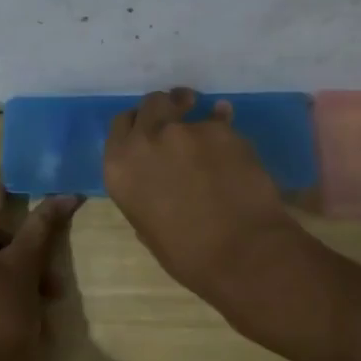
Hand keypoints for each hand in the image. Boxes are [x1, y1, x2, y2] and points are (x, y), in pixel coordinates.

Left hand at [0, 177, 81, 360]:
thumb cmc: (2, 319)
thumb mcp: (25, 268)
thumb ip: (41, 226)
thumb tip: (65, 194)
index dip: (13, 192)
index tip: (24, 174)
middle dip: (23, 255)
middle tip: (52, 276)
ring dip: (15, 275)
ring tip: (45, 298)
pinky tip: (21, 306)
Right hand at [102, 88, 304, 309]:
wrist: (241, 253)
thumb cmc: (188, 256)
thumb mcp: (148, 228)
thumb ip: (144, 196)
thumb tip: (156, 188)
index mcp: (119, 168)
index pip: (121, 125)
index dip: (137, 124)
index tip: (149, 129)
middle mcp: (145, 140)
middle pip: (150, 104)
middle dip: (163, 107)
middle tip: (177, 114)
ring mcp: (183, 131)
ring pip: (184, 105)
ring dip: (192, 111)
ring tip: (207, 120)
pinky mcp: (220, 130)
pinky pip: (219, 119)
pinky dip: (223, 127)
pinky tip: (233, 143)